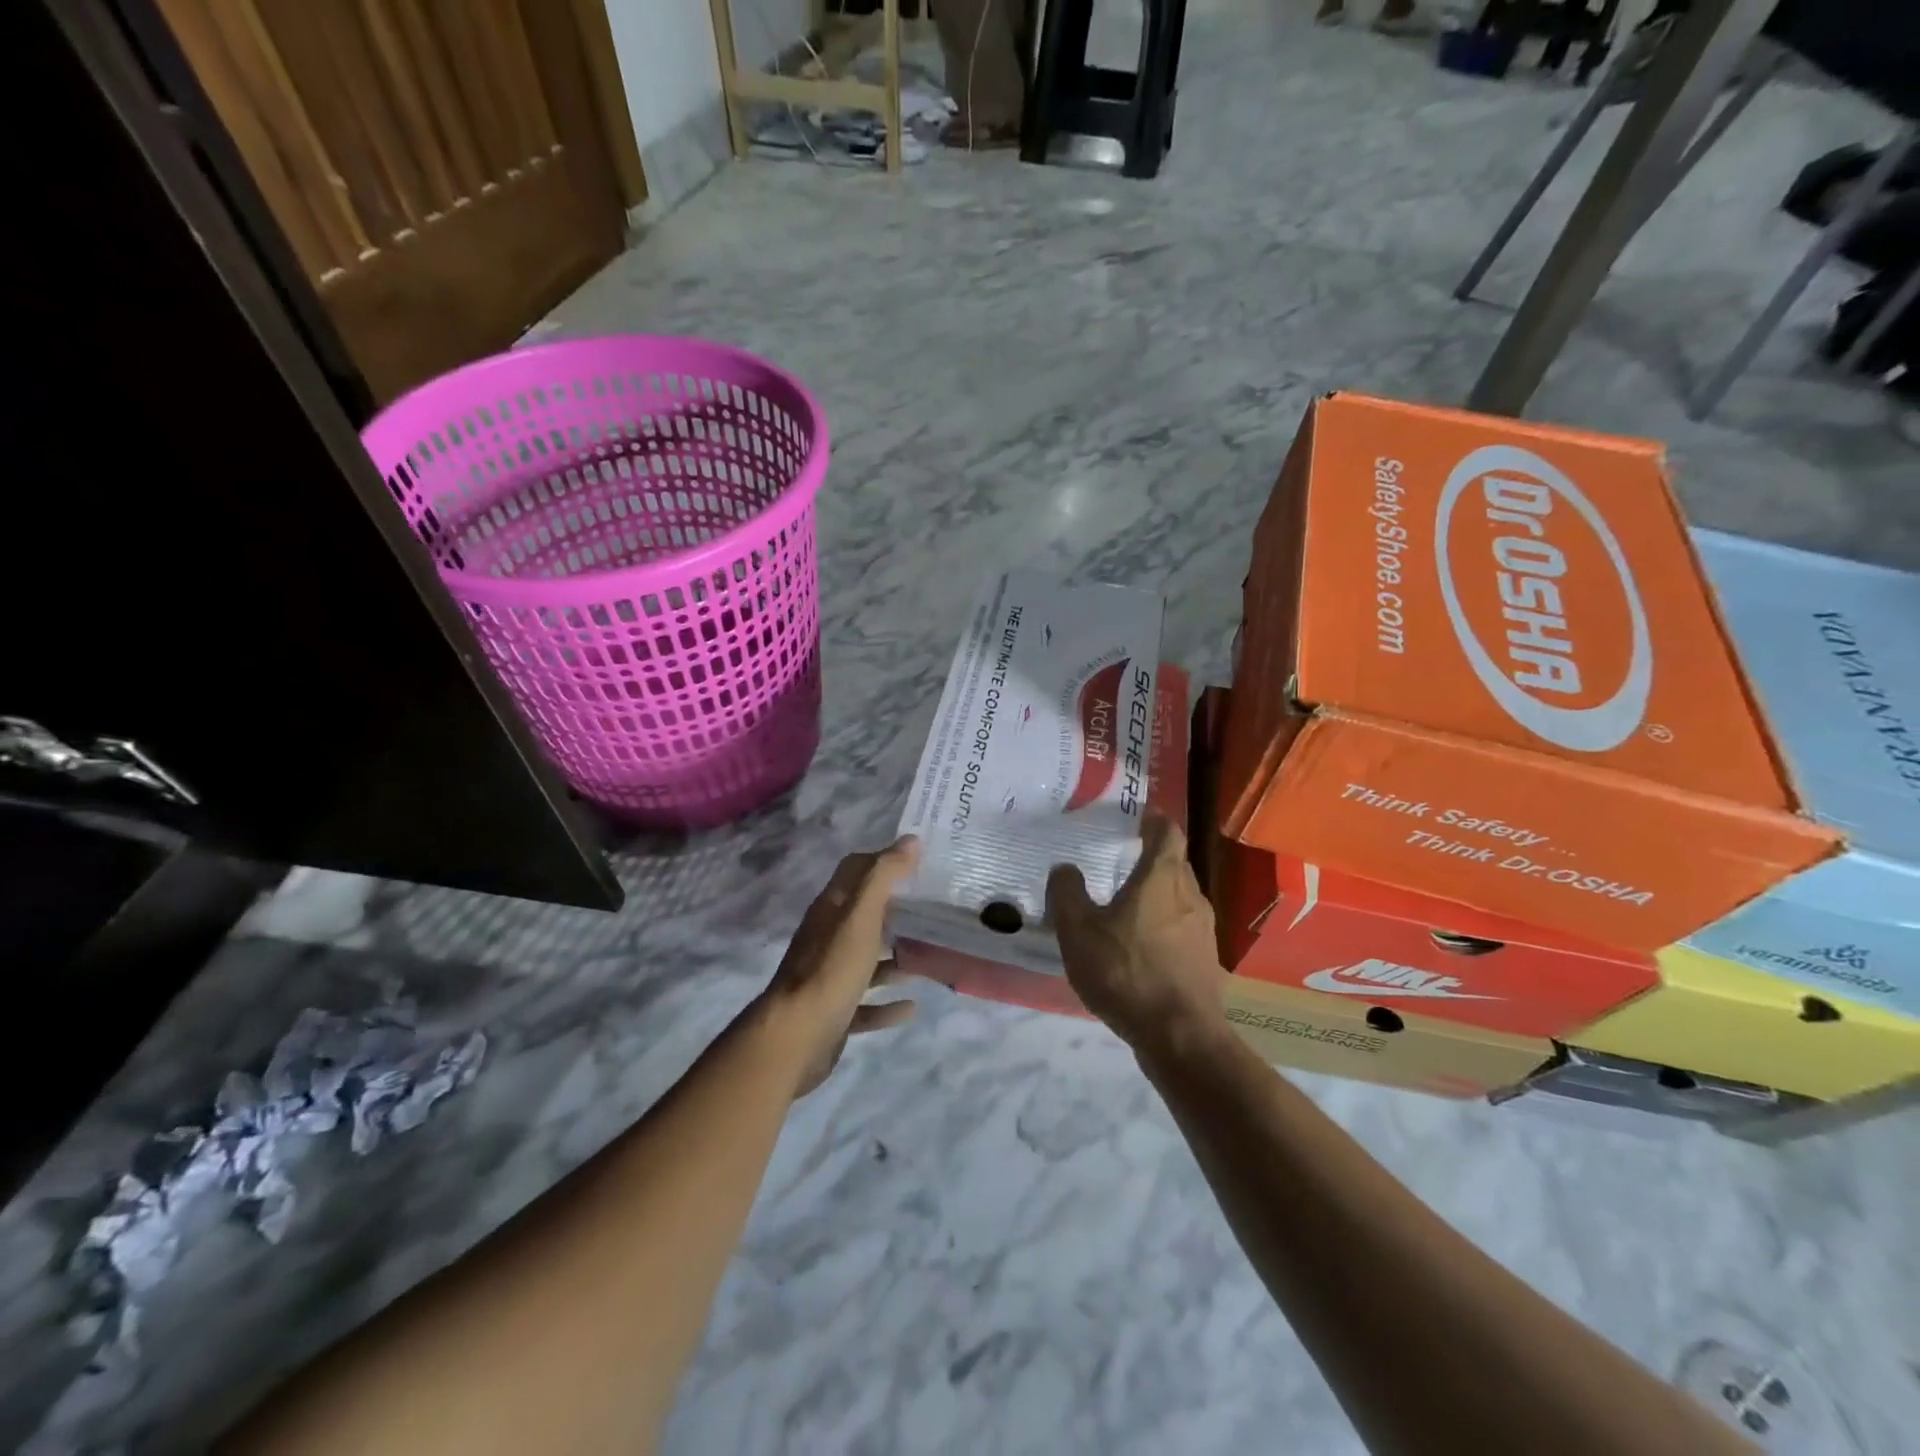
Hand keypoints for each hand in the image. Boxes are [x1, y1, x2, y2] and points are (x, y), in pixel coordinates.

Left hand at [758, 837, 920, 1096]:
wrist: (795, 1037)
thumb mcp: (861, 915)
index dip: (884, 860)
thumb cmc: (832, 968)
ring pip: (867, 960)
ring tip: (930, 958)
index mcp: (831, 909)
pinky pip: (866, 1004)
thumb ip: (883, 876)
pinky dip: (887, 1004)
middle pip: (864, 916)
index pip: (856, 870)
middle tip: (935, 909)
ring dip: (895, 959)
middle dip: (897, 911)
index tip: (919, 860)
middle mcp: (827, 937)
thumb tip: (910, 840)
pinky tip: (912, 1007)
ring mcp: (829, 976)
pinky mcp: (834, 1012)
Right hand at [1047, 812, 1224, 1053]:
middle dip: (1151, 858)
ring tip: (1126, 905)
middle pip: (1175, 863)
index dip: (1153, 820)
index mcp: (1162, 877)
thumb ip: (1067, 894)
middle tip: (1120, 860)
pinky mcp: (1206, 960)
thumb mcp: (1079, 932)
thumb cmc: (1127, 972)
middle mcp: (1190, 895)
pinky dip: (1164, 926)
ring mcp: (1203, 930)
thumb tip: (1065, 869)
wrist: (1180, 1036)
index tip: (1136, 817)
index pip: (1167, 832)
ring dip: (1157, 895)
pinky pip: (1183, 929)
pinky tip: (1140, 947)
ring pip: (1180, 898)